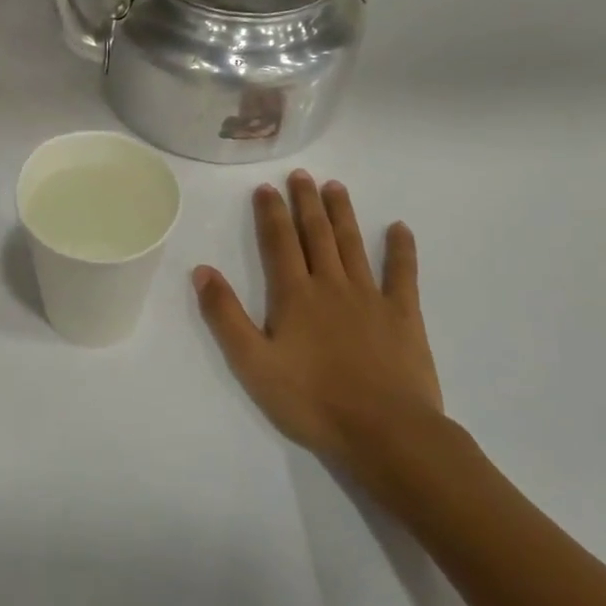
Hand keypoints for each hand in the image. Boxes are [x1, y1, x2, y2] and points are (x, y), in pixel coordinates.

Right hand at [193, 171, 448, 502]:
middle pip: (316, 234)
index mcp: (294, 295)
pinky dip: (401, 249)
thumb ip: (225, 315)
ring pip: (353, 244)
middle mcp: (331, 285)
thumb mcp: (252, 363)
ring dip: (342, 214)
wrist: (384, 431)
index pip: (279, 243)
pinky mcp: (403, 315)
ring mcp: (370, 297)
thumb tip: (202, 270)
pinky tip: (400, 228)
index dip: (271, 213)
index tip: (266, 188)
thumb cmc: (311, 400)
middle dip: (306, 202)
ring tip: (335, 187)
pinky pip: (403, 274)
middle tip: (301, 175)